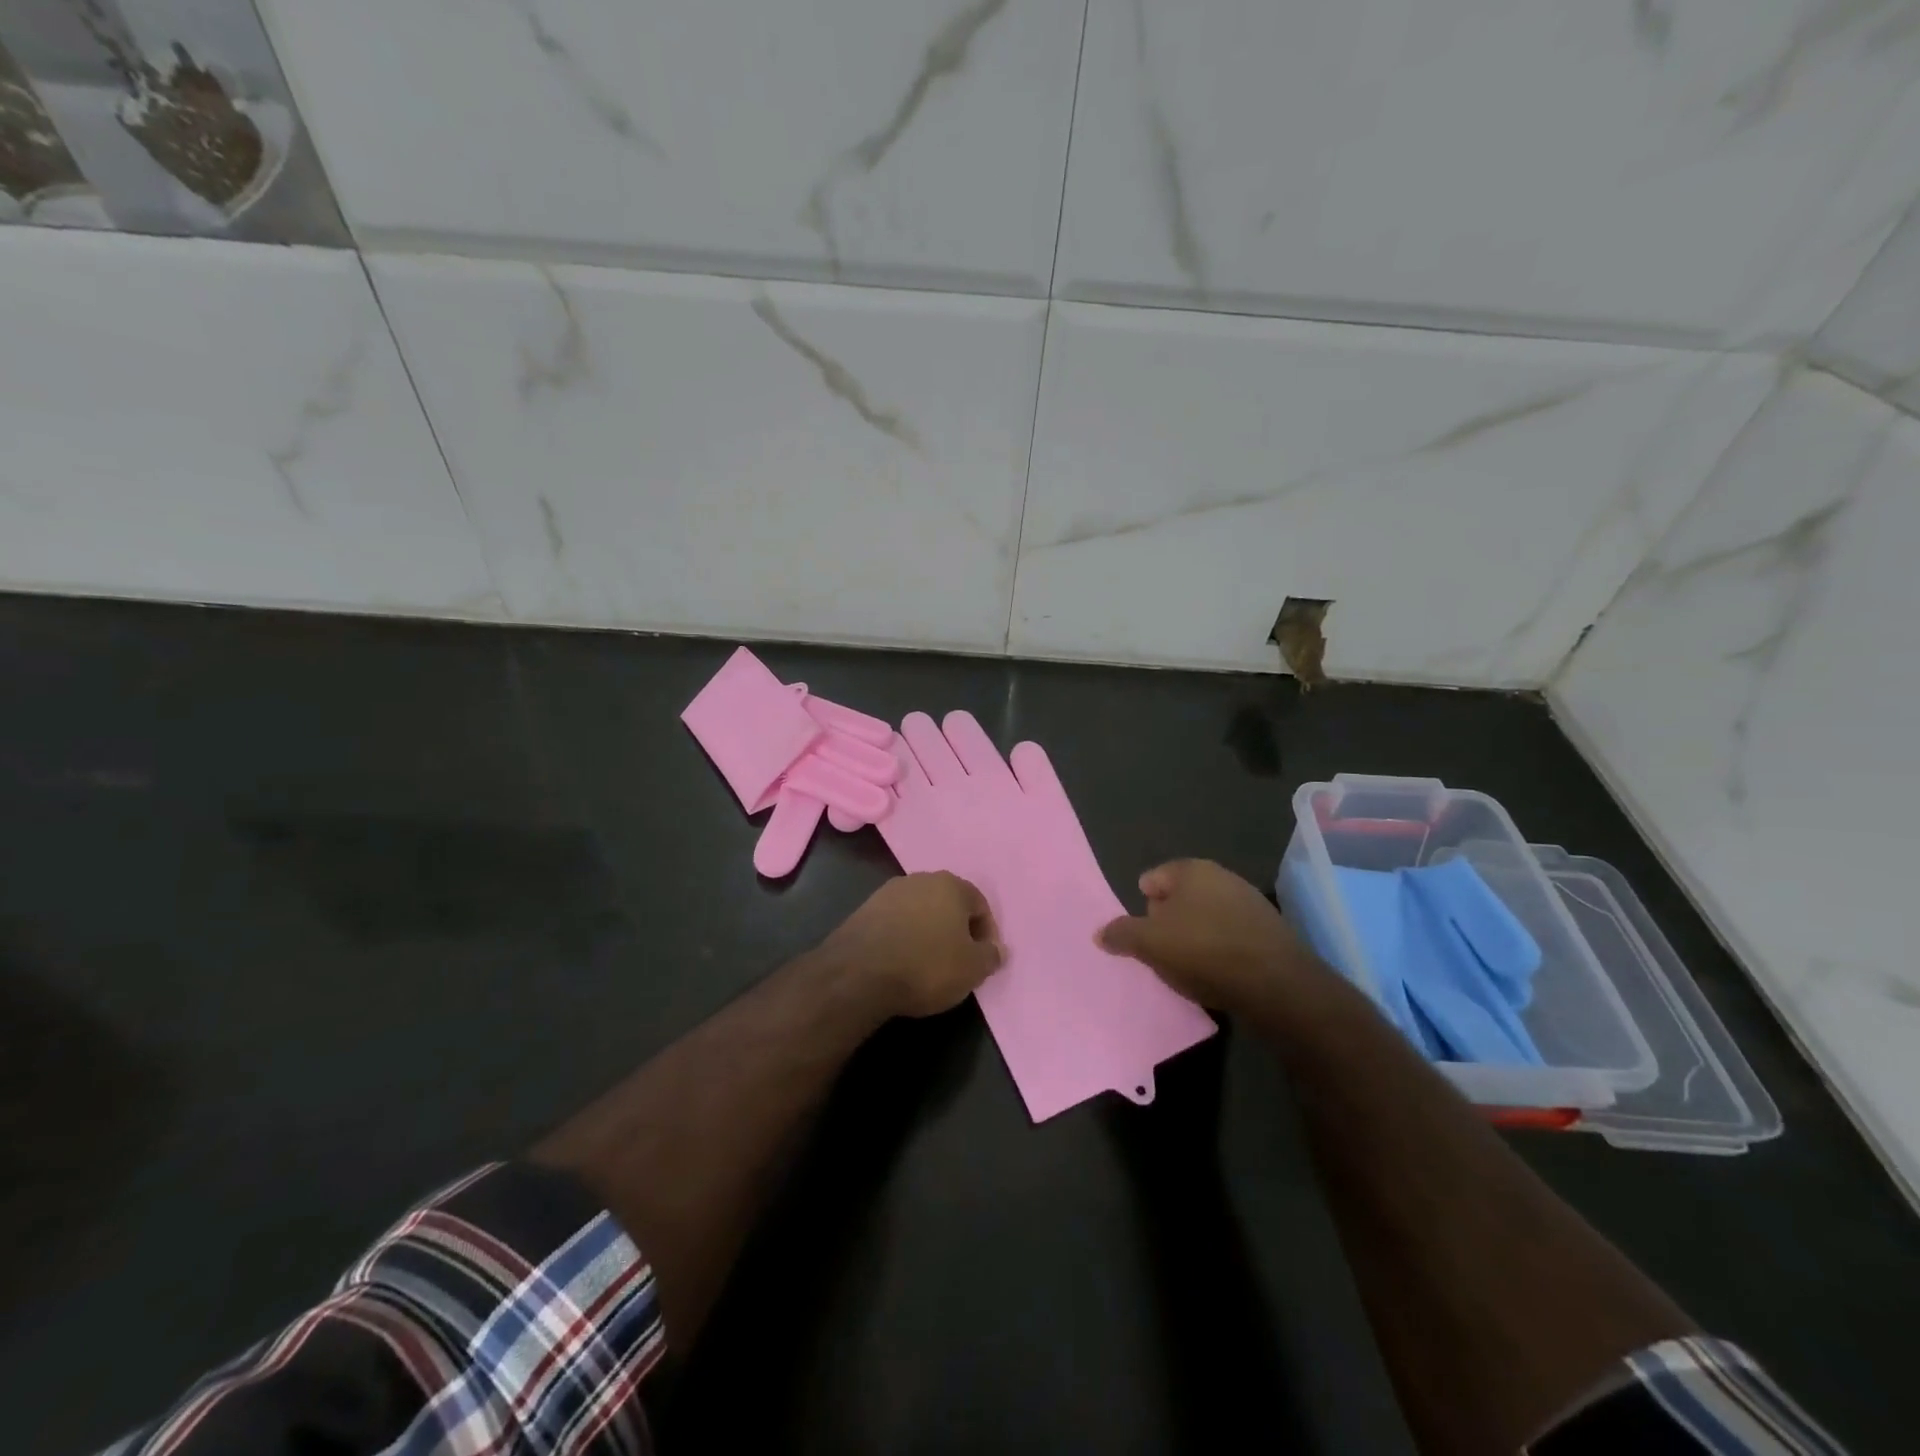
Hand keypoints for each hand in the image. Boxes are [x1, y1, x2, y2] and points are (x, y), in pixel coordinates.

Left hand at [820, 872, 1003, 1018]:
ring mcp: (889, 892)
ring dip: (928, 932)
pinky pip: (896, 922)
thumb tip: (998, 949)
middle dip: (956, 929)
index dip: (986, 934)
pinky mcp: (865, 909)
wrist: (859, 973)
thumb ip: (991, 956)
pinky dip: (904, 937)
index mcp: (951, 885)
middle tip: (958, 961)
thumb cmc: (927, 966)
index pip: (980, 905)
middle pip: (949, 904)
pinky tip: (901, 961)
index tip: (982, 960)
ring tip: (928, 964)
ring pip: (921, 911)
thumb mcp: (972, 969)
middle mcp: (921, 879)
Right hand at [1098, 859, 1320, 1015]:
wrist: (1277, 985)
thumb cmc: (1203, 951)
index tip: (1141, 934)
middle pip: (1180, 898)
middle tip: (1160, 951)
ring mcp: (1250, 903)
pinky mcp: (1269, 932)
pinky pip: (1231, 936)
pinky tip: (1217, 974)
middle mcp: (1223, 877)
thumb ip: (1121, 934)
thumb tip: (1100, 932)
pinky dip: (1220, 951)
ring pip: (1206, 917)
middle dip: (1168, 921)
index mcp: (1192, 870)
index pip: (1153, 878)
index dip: (1142, 905)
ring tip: (1187, 968)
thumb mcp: (1149, 944)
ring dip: (1195, 937)